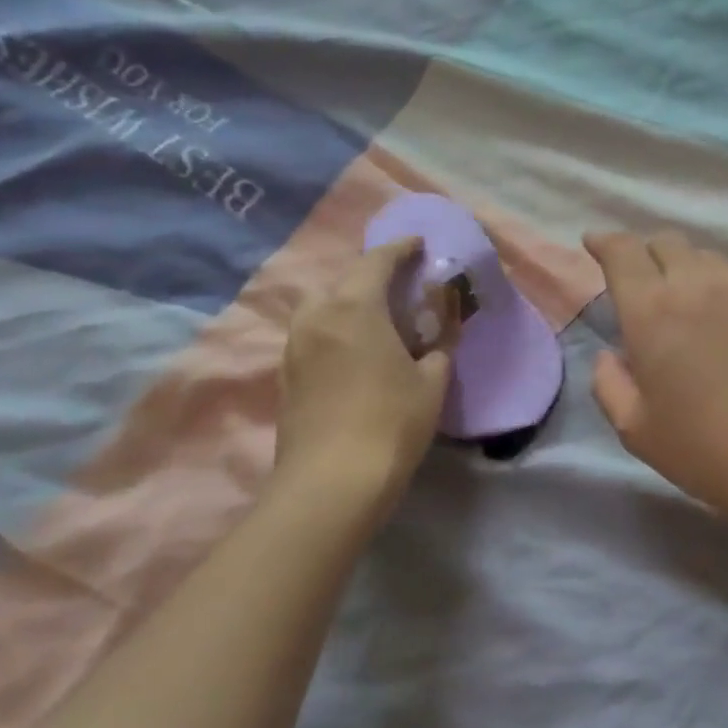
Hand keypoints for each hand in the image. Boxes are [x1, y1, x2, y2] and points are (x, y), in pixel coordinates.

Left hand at [275, 239, 454, 504]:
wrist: (331, 483)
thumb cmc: (391, 423)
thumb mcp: (432, 382)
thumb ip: (439, 346)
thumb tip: (439, 333)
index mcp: (353, 307)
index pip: (376, 261)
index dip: (400, 249)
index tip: (419, 245)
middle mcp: (316, 316)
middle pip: (344, 279)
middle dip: (373, 274)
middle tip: (402, 283)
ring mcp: (295, 346)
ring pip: (323, 306)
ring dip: (350, 300)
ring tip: (379, 315)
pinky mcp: (288, 374)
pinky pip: (314, 332)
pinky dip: (336, 326)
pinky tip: (356, 348)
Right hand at [584, 230, 727, 526]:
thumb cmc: (706, 449)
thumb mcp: (637, 431)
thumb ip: (611, 386)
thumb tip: (610, 357)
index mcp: (653, 311)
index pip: (623, 252)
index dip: (606, 241)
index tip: (595, 243)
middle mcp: (700, 289)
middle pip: (669, 243)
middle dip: (647, 252)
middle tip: (642, 277)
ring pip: (711, 261)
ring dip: (689, 269)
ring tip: (688, 298)